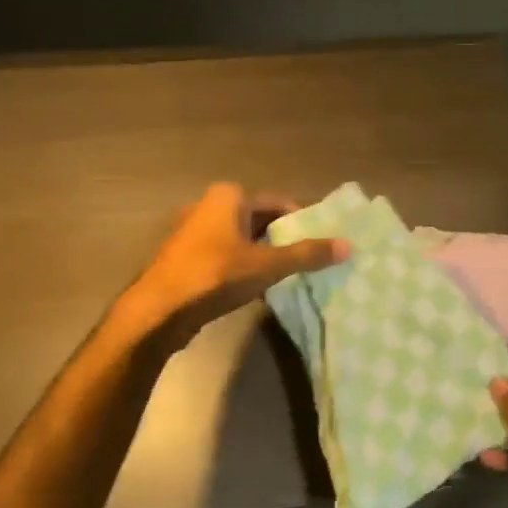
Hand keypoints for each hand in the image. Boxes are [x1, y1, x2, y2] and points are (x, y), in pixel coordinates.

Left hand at [119, 183, 348, 347]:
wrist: (158, 311)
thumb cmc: (215, 275)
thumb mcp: (268, 265)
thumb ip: (307, 254)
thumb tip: (348, 246)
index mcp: (228, 196)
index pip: (278, 202)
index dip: (302, 222)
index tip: (321, 243)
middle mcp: (208, 206)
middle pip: (259, 220)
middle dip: (283, 239)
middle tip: (309, 261)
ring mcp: (193, 233)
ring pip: (241, 240)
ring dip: (263, 255)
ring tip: (288, 276)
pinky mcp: (185, 258)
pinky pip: (225, 256)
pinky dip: (243, 267)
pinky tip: (256, 289)